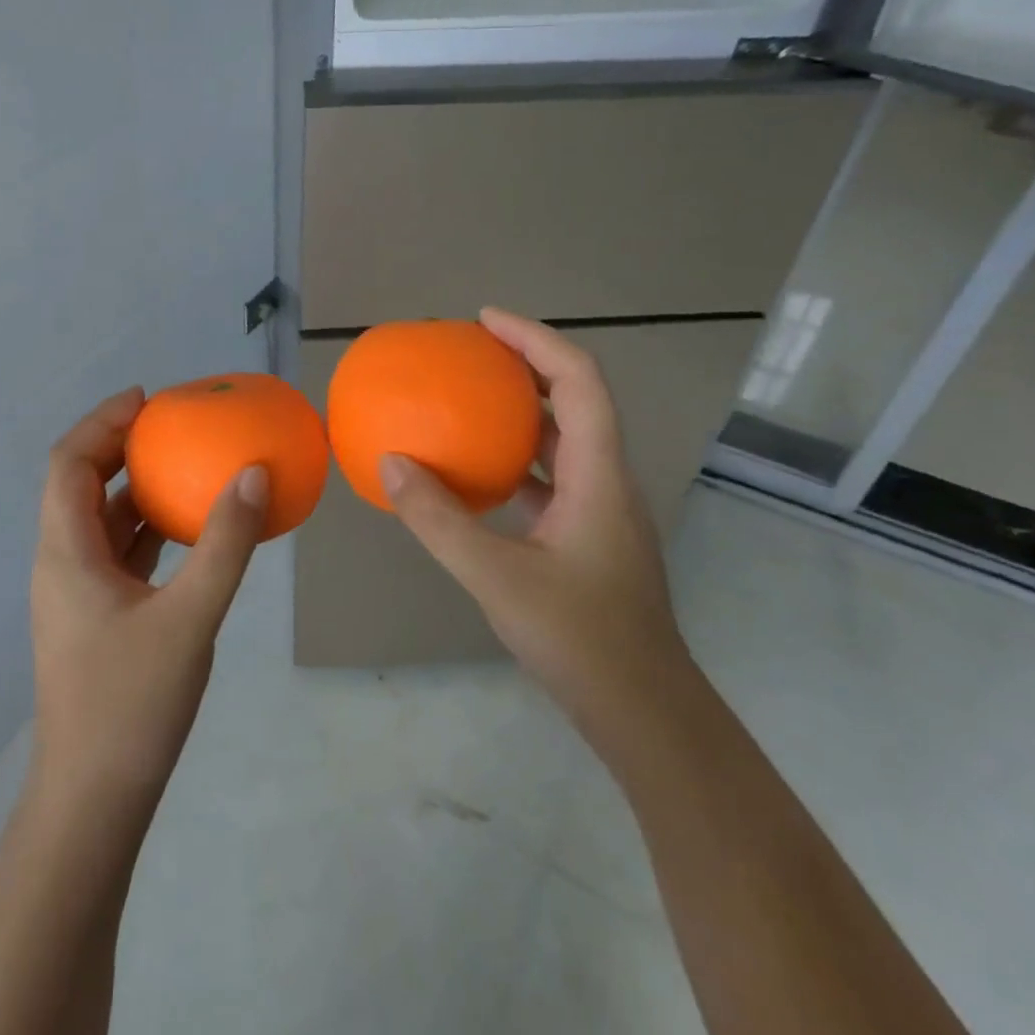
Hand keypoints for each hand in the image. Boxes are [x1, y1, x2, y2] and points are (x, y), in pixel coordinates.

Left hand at [29, 388, 269, 813]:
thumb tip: (254, 475)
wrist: (93, 801)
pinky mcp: (96, 618)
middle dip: (119, 447)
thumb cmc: (131, 704)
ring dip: (134, 487)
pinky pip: (118, 553)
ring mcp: (77, 594)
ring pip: (99, 520)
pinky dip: (146, 528)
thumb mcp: (190, 618)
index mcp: (66, 554)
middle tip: (170, 425)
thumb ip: (225, 544)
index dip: (102, 422)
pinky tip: (187, 529)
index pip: (68, 463)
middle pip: (79, 484)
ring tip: (182, 464)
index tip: (146, 399)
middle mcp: (62, 564)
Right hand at [379, 307, 690, 729]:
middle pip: (575, 398)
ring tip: (468, 399)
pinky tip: (474, 471)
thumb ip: (439, 519)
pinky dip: (514, 457)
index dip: (536, 339)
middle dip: (526, 363)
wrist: (644, 713)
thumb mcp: (496, 576)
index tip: (485, 321)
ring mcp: (600, 509)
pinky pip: (550, 475)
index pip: (578, 380)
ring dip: (521, 409)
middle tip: (471, 351)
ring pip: (564, 438)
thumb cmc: (580, 640)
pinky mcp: (587, 535)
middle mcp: (606, 480)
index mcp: (599, 474)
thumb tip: (391, 463)